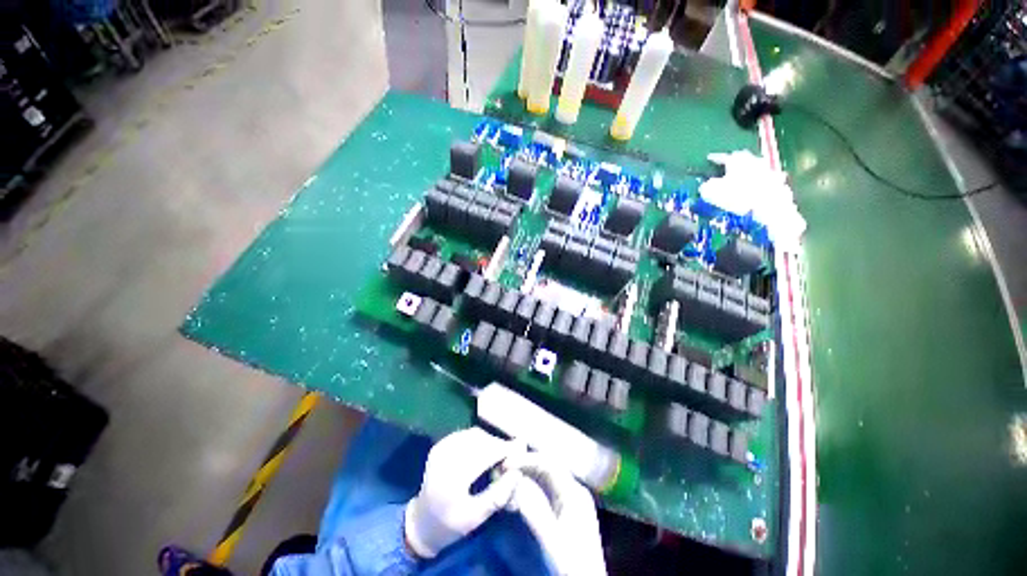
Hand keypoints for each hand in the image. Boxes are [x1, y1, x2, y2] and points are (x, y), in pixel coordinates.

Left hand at [404, 427, 522, 558]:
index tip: (521, 451)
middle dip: (498, 445)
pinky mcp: (440, 445)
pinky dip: (479, 439)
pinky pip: (465, 435)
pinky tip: (484, 451)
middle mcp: (445, 458)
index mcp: (452, 479)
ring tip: (498, 455)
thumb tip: (518, 472)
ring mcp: (440, 448)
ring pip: (474, 435)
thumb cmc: (450, 525)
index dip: (504, 450)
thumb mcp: (476, 517)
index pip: (485, 454)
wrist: (421, 523)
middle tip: (510, 456)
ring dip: (489, 441)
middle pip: (480, 441)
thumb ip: (498, 495)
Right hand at [507, 453, 605, 575]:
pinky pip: (546, 491)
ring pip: (545, 479)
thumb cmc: (571, 565)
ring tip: (507, 478)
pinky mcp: (565, 512)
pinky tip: (518, 494)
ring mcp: (571, 501)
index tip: (506, 463)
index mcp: (574, 492)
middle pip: (547, 468)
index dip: (527, 459)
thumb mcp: (552, 539)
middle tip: (503, 469)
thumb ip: (535, 509)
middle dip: (525, 466)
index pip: (549, 463)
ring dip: (526, 476)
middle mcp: (574, 491)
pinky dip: (530, 488)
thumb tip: (516, 482)